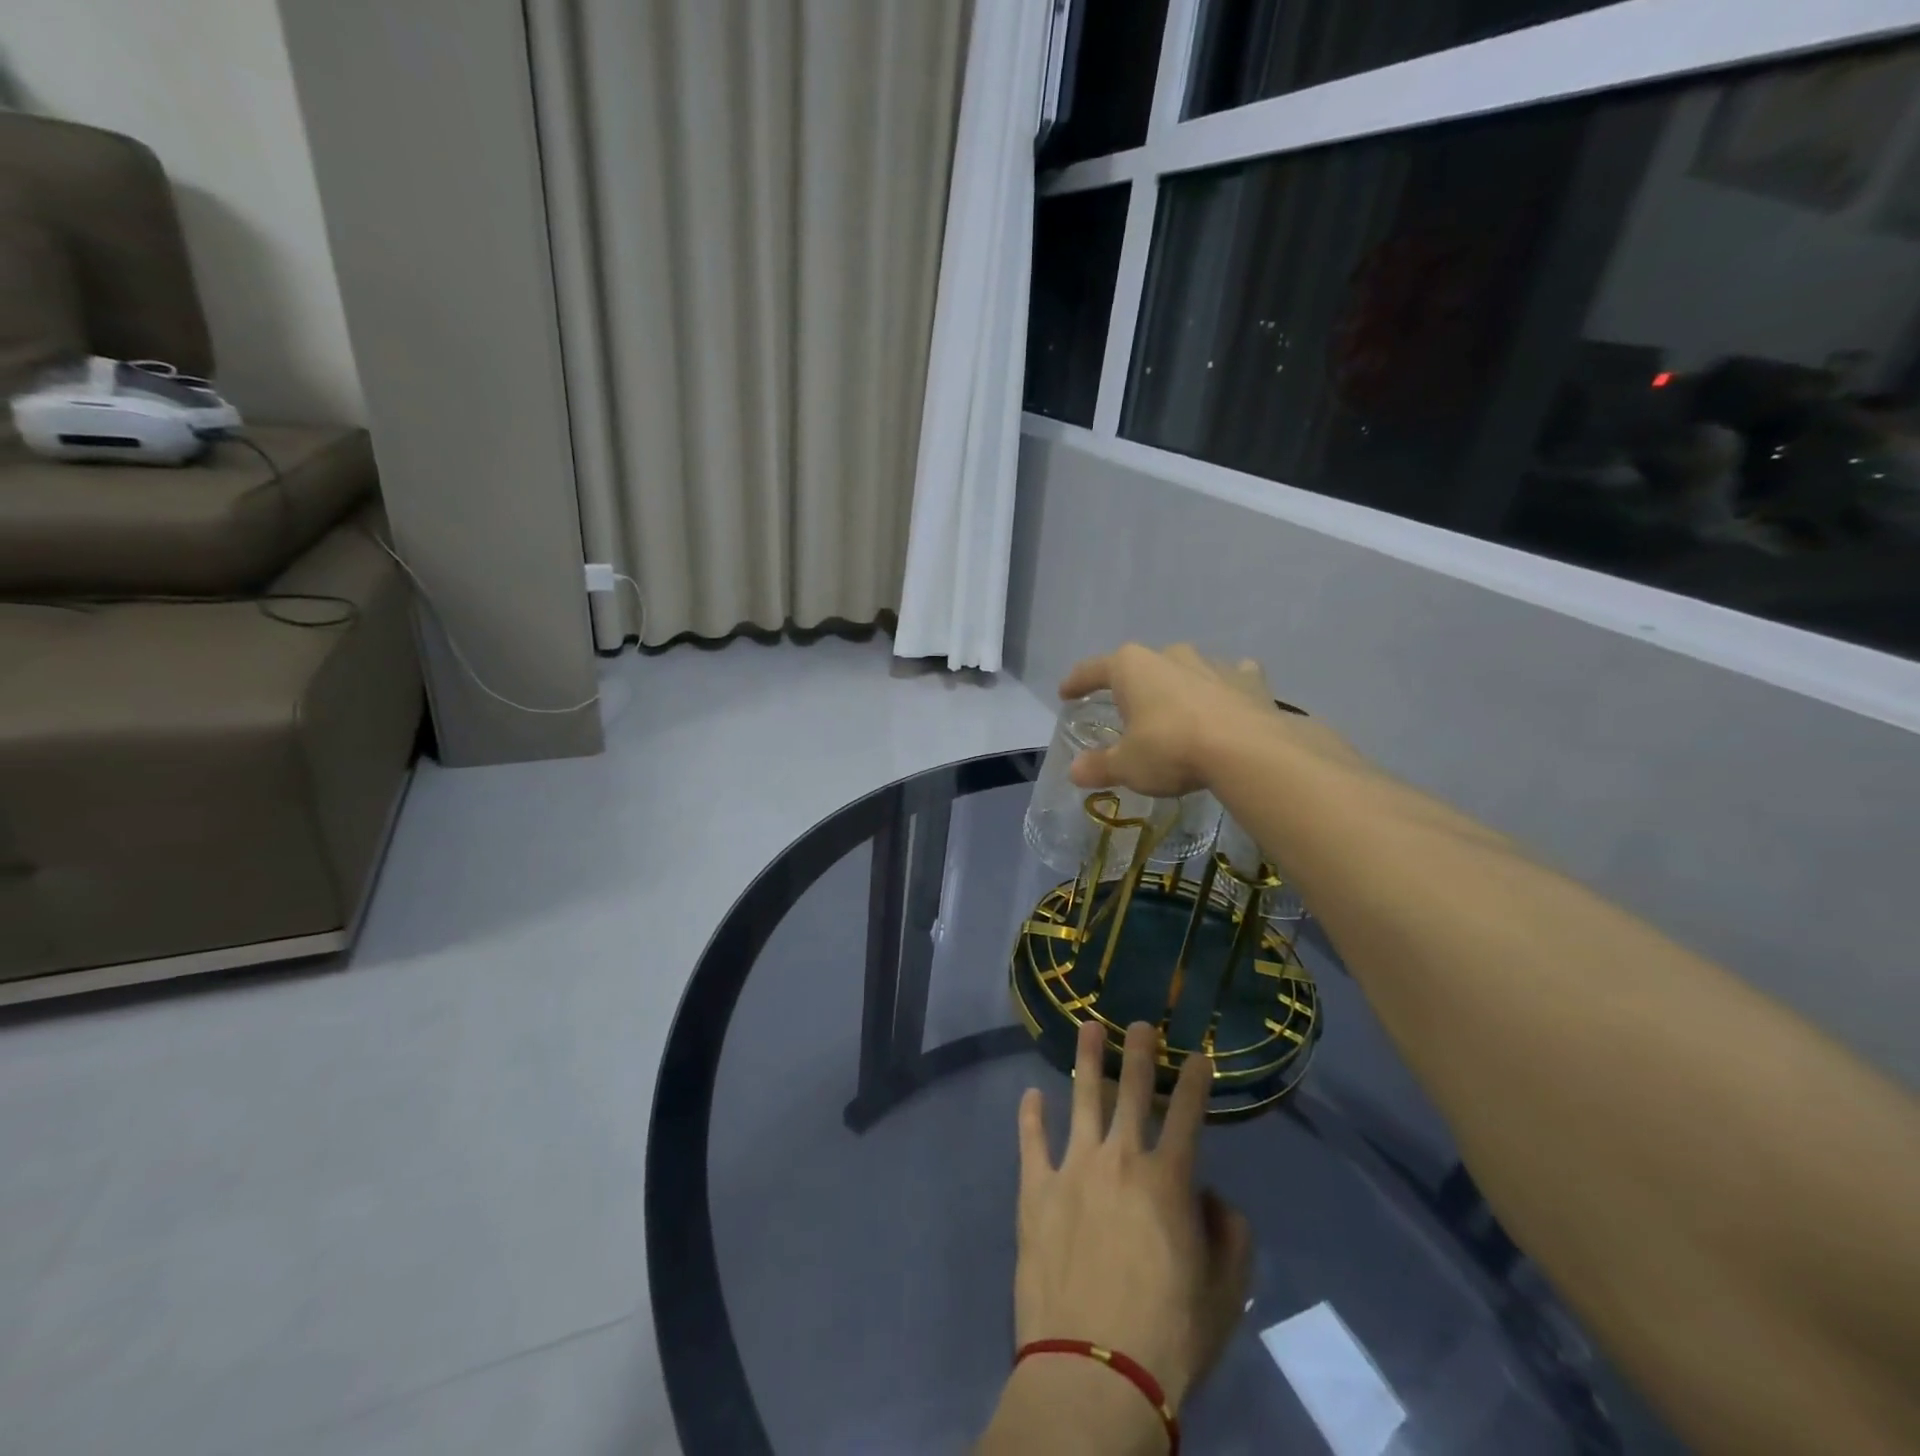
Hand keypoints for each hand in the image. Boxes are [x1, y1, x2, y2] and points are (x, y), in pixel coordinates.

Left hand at [1014, 1019, 1252, 1410]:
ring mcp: (1073, 1168)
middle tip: (1139, 1023)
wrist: (1095, 1371)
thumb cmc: (1168, 1336)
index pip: (1188, 1116)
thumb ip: (1229, 1236)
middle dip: (1140, 1053)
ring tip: (1088, 1027)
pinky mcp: (1035, 1189)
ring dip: (1088, 1060)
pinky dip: (1031, 1116)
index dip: (1196, 1082)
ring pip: (1082, 1099)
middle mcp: (1120, 1159)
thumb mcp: (1225, 1295)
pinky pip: (1032, 1141)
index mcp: (1168, 1180)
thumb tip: (1212, 1197)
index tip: (1200, 1056)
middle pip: (1132, 1091)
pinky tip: (1032, 1095)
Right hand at [1060, 643, 1359, 796]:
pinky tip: (1225, 703)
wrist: (1246, 750)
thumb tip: (1075, 771)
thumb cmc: (1171, 749)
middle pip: (1142, 666)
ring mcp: (1211, 664)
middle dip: (1133, 685)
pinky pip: (1230, 678)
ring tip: (1175, 711)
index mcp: (1131, 668)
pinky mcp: (1248, 679)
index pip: (1092, 670)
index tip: (1066, 693)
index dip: (1076, 682)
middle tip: (1128, 710)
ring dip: (1178, 686)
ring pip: (1186, 669)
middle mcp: (1169, 656)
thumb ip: (1099, 766)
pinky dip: (1224, 689)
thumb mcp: (1127, 765)